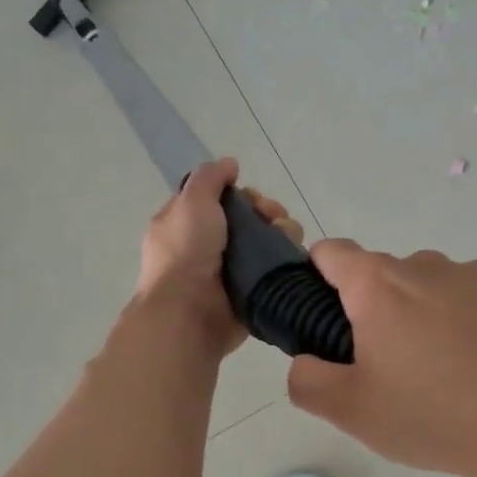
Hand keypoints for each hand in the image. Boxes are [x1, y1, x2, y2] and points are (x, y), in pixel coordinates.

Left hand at [136, 157, 304, 356]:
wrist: (189, 312)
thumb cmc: (186, 252)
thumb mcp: (191, 202)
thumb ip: (210, 177)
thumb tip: (230, 164)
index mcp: (187, 223)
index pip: (222, 200)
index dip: (242, 194)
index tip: (252, 198)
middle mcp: (210, 245)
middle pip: (250, 218)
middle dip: (268, 212)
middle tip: (273, 218)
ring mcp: (232, 270)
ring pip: (268, 241)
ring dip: (283, 232)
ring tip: (286, 238)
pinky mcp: (253, 291)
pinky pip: (276, 269)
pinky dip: (287, 259)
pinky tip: (291, 256)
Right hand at [286, 241, 476, 476]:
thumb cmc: (436, 415)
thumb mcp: (353, 413)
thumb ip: (308, 381)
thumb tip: (304, 363)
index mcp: (379, 286)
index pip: (332, 252)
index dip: (320, 274)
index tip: (328, 311)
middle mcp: (428, 266)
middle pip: (388, 277)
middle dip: (382, 310)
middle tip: (395, 366)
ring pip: (440, 288)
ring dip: (434, 316)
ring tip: (455, 373)